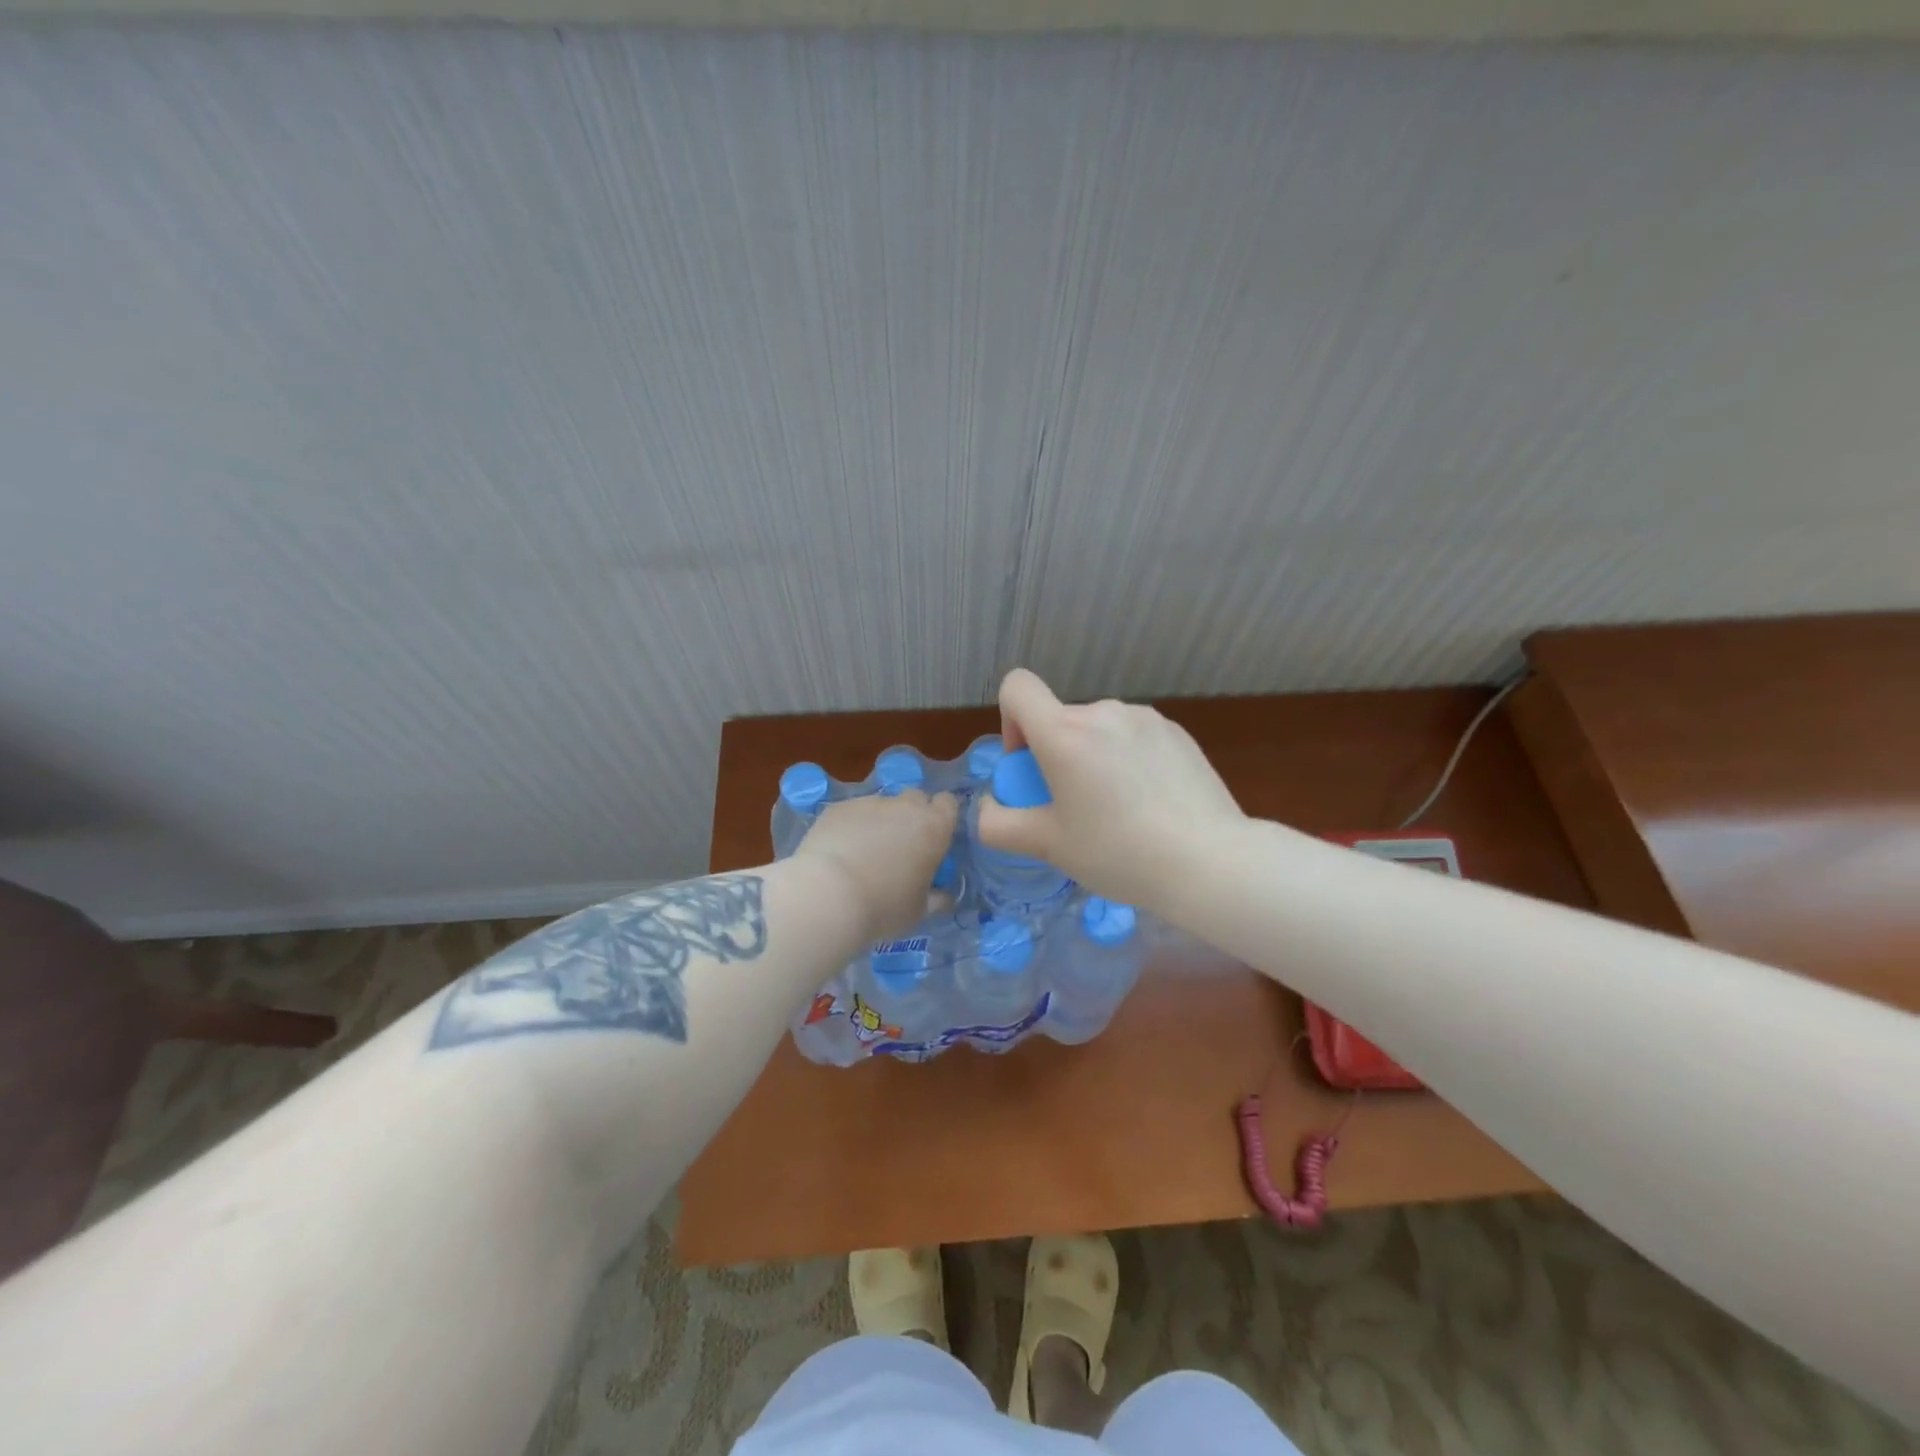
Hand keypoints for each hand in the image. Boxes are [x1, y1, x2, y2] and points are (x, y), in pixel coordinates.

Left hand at [792, 789, 959, 942]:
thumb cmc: (884, 906)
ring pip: (882, 805)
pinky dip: (852, 826)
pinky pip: (853, 812)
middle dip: (912, 815)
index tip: (934, 837)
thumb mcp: (918, 911)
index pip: (948, 803)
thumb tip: (944, 896)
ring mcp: (870, 803)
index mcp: (934, 828)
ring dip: (881, 821)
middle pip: (915, 798)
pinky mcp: (839, 807)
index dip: (942, 816)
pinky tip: (841, 850)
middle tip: (902, 845)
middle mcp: (905, 807)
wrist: (829, 895)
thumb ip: (935, 898)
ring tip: (865, 852)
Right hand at [975, 669, 1244, 911]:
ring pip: (1098, 730)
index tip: (1029, 766)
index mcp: (1065, 732)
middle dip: (1054, 756)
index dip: (1009, 721)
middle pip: (1059, 719)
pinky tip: (1150, 805)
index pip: (1016, 687)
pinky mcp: (1177, 732)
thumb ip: (999, 823)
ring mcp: (1145, 718)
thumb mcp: (1047, 846)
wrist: (1210, 862)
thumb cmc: (1118, 853)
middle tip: (1073, 809)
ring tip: (1117, 812)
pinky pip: (1133, 737)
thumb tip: (989, 806)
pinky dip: (1127, 760)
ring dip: (1092, 758)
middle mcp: (1103, 712)